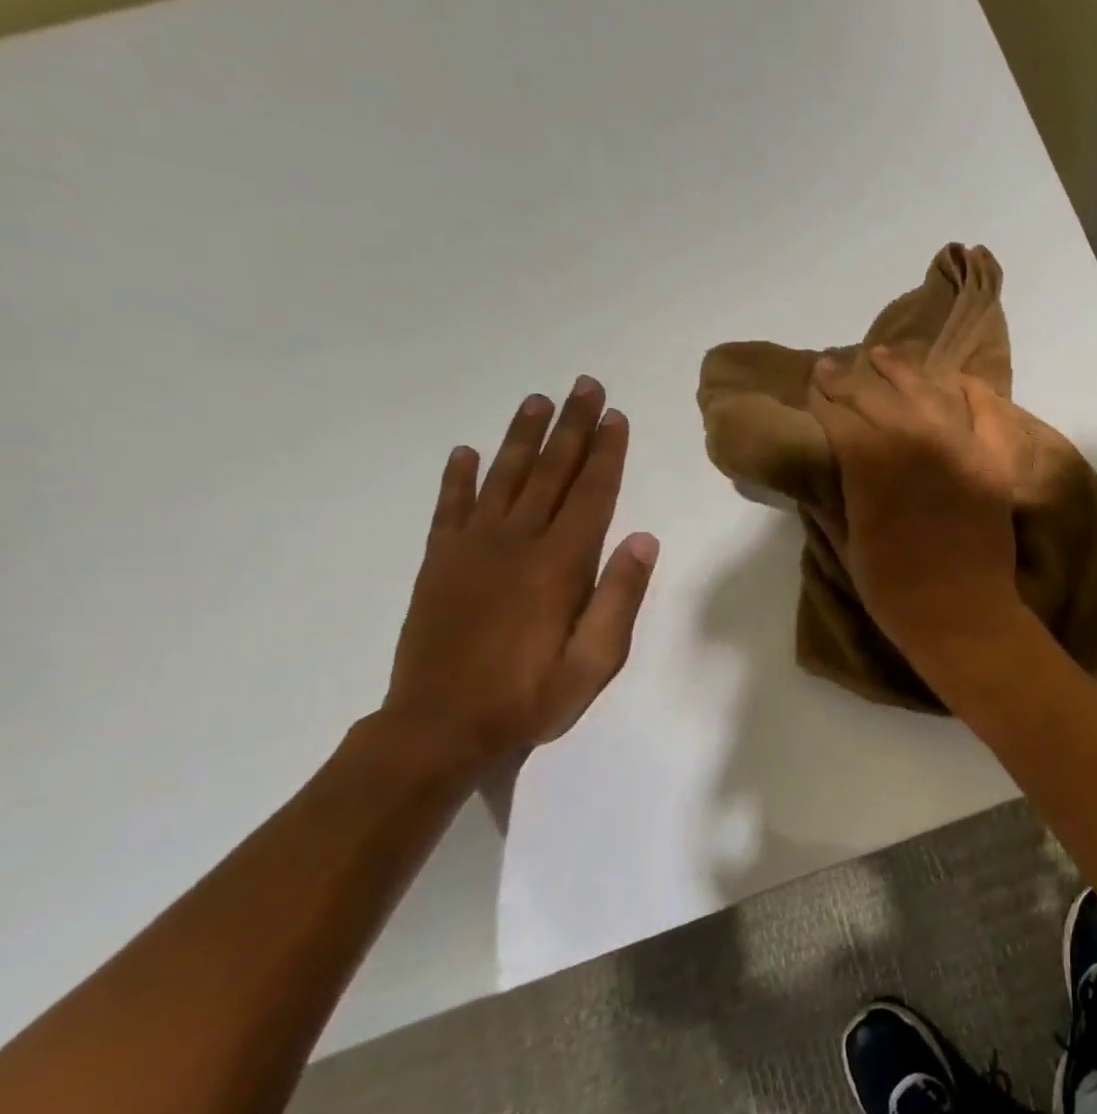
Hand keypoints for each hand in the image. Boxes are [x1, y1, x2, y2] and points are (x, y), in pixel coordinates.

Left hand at [384, 376, 658, 764]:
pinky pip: (449, 508)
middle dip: (571, 426)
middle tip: (585, 385)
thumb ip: (619, 597)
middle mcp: (516, 542)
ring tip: (538, 401)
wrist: (437, 728)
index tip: (616, 416)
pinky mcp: (438, 563)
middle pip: (551, 472)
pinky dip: (458, 478)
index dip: (606, 453)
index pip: (591, 494)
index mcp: (560, 564)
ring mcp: (471, 549)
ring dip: (523, 437)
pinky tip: (466, 452)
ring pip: (503, 478)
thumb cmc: (530, 697)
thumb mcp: (596, 661)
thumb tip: (643, 539)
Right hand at [807, 347, 1026, 660]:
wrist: (961, 615)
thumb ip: (837, 491)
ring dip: (900, 371)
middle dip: (849, 378)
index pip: (837, 412)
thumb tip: (829, 460)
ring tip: (882, 357)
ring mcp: (959, 444)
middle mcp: (913, 438)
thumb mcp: (848, 539)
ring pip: (925, 390)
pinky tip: (956, 379)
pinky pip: (986, 411)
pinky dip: (972, 391)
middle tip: (833, 365)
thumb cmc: (894, 589)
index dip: (822, 395)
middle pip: (875, 394)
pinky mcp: (992, 458)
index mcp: (868, 460)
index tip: (813, 382)